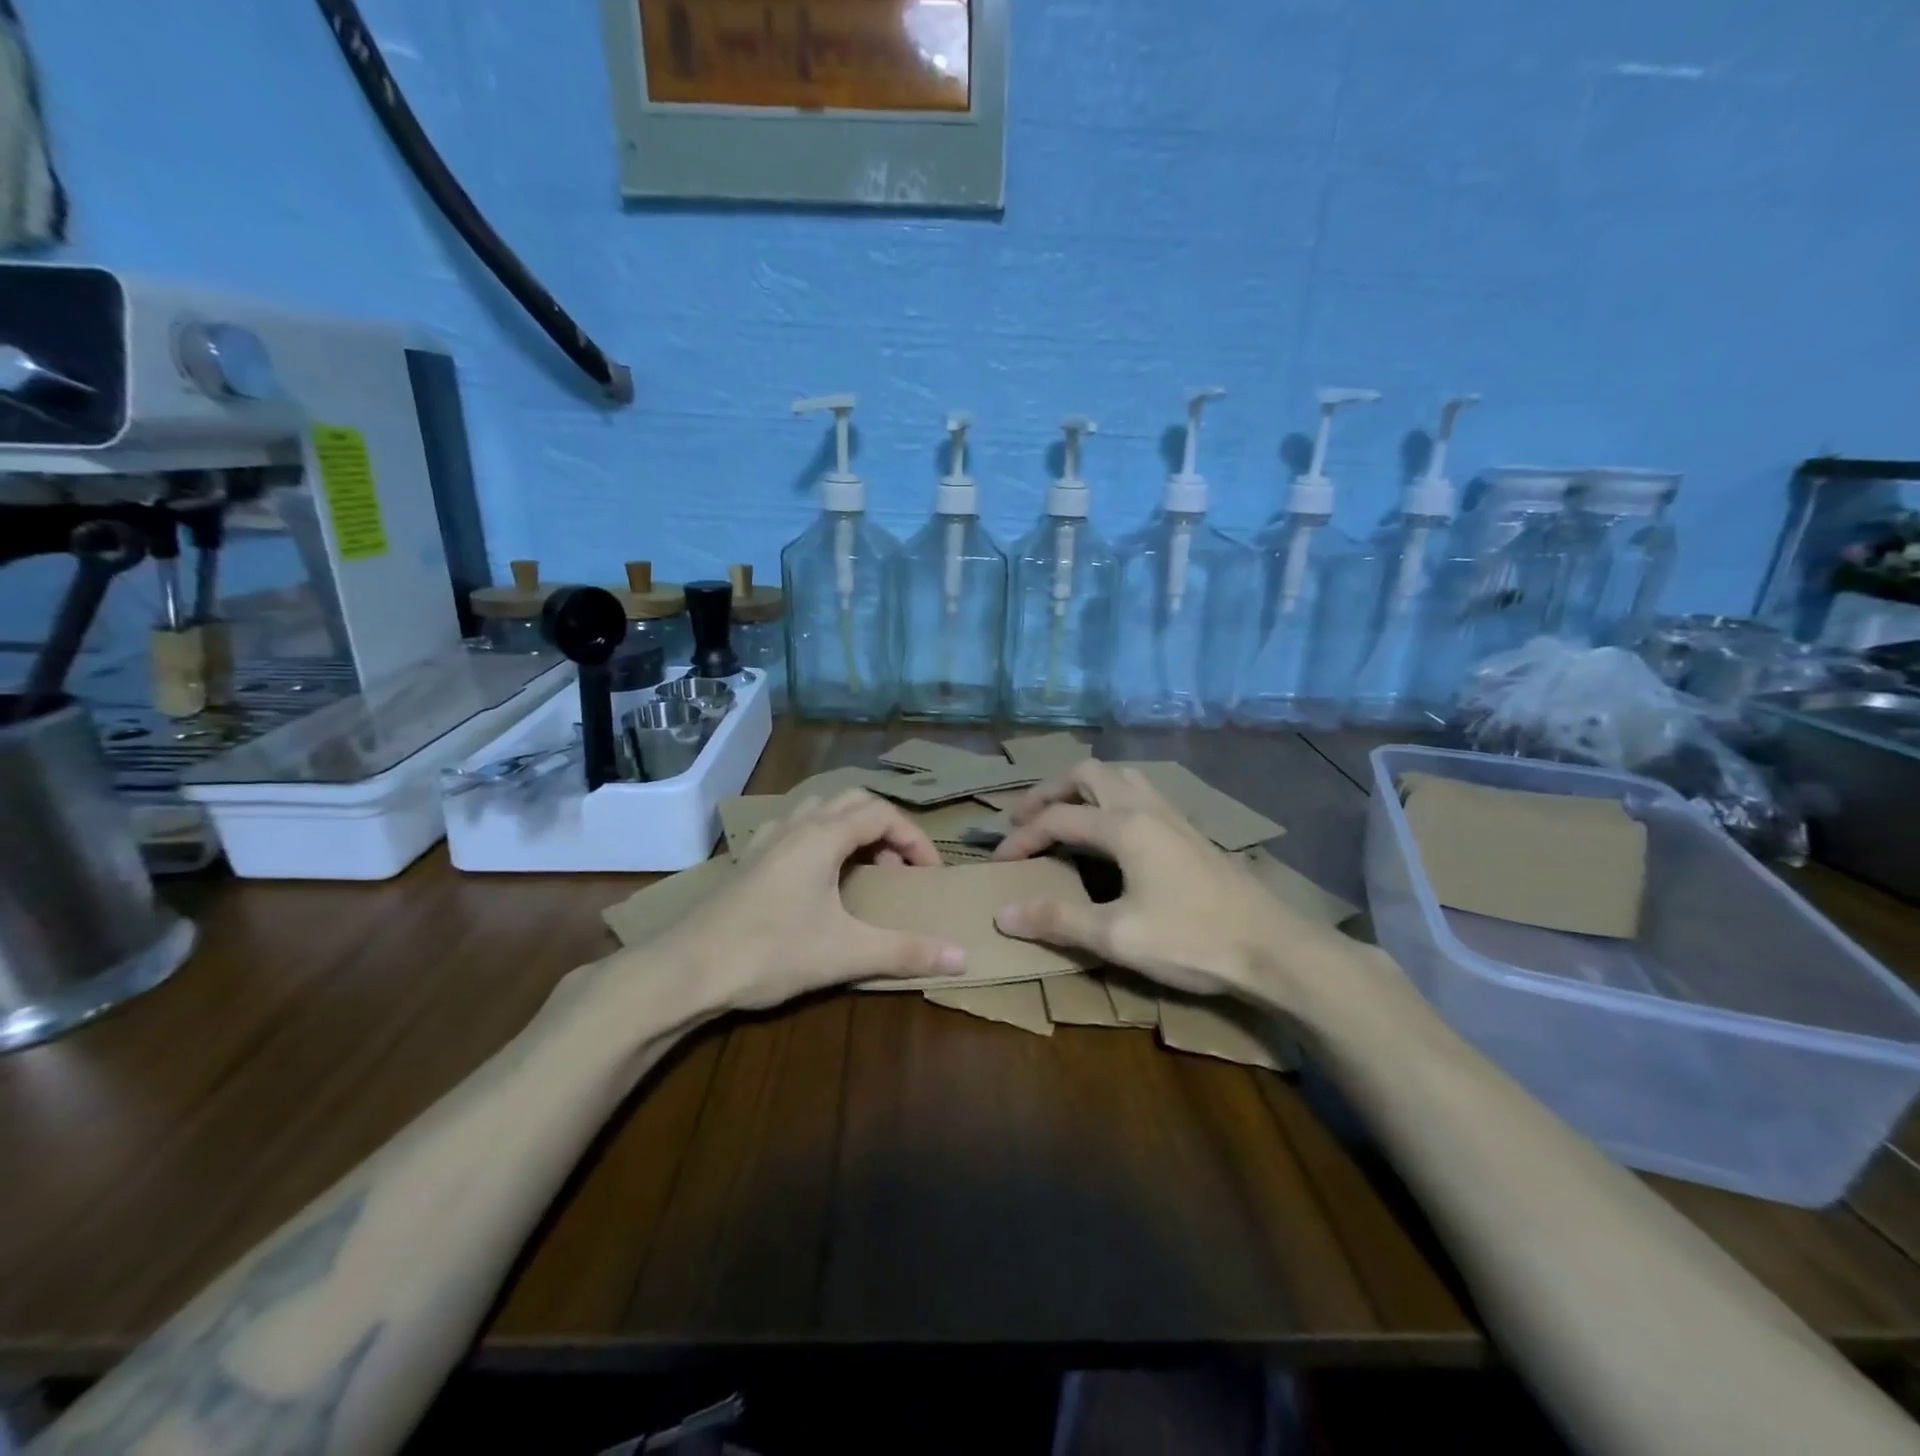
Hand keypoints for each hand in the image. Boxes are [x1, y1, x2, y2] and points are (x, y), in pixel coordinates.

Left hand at [659, 789, 966, 1011]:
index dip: (914, 840)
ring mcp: (766, 839)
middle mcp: (796, 825)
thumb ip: (906, 951)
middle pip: (853, 801)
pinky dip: (818, 837)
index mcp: (823, 835)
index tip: (929, 874)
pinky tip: (815, 876)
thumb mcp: (846, 953)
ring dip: (850, 829)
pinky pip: (793, 827)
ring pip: (819, 809)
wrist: (684, 969)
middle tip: (896, 870)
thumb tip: (963, 958)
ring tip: (861, 869)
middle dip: (885, 828)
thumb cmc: (770, 952)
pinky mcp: (747, 859)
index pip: (883, 814)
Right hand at [990, 761, 1328, 1001]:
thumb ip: (1057, 921)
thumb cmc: (1193, 939)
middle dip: (1049, 791)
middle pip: (1088, 774)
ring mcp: (1173, 816)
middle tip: (1024, 820)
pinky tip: (1112, 833)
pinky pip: (1139, 793)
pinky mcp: (1189, 831)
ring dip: (1083, 788)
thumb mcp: (1117, 937)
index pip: (1057, 818)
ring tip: (1064, 815)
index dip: (1021, 837)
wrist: (1274, 949)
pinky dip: (1110, 798)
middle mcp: (1146, 807)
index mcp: (1125, 826)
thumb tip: (1002, 914)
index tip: (998, 862)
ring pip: (1119, 777)